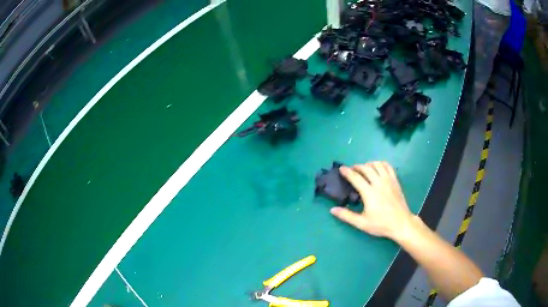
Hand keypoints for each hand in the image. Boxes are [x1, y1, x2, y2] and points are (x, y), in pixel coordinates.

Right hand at [330, 162, 414, 239]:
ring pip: (377, 165)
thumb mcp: (361, 223)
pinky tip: (378, 168)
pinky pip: (388, 166)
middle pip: (366, 168)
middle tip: (352, 169)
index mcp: (369, 193)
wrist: (401, 224)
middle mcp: (378, 183)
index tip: (341, 168)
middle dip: (357, 166)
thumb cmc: (381, 224)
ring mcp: (388, 181)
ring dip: (369, 164)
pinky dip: (381, 164)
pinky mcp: (395, 181)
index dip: (347, 171)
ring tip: (365, 168)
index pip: (356, 177)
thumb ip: (346, 216)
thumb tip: (332, 209)